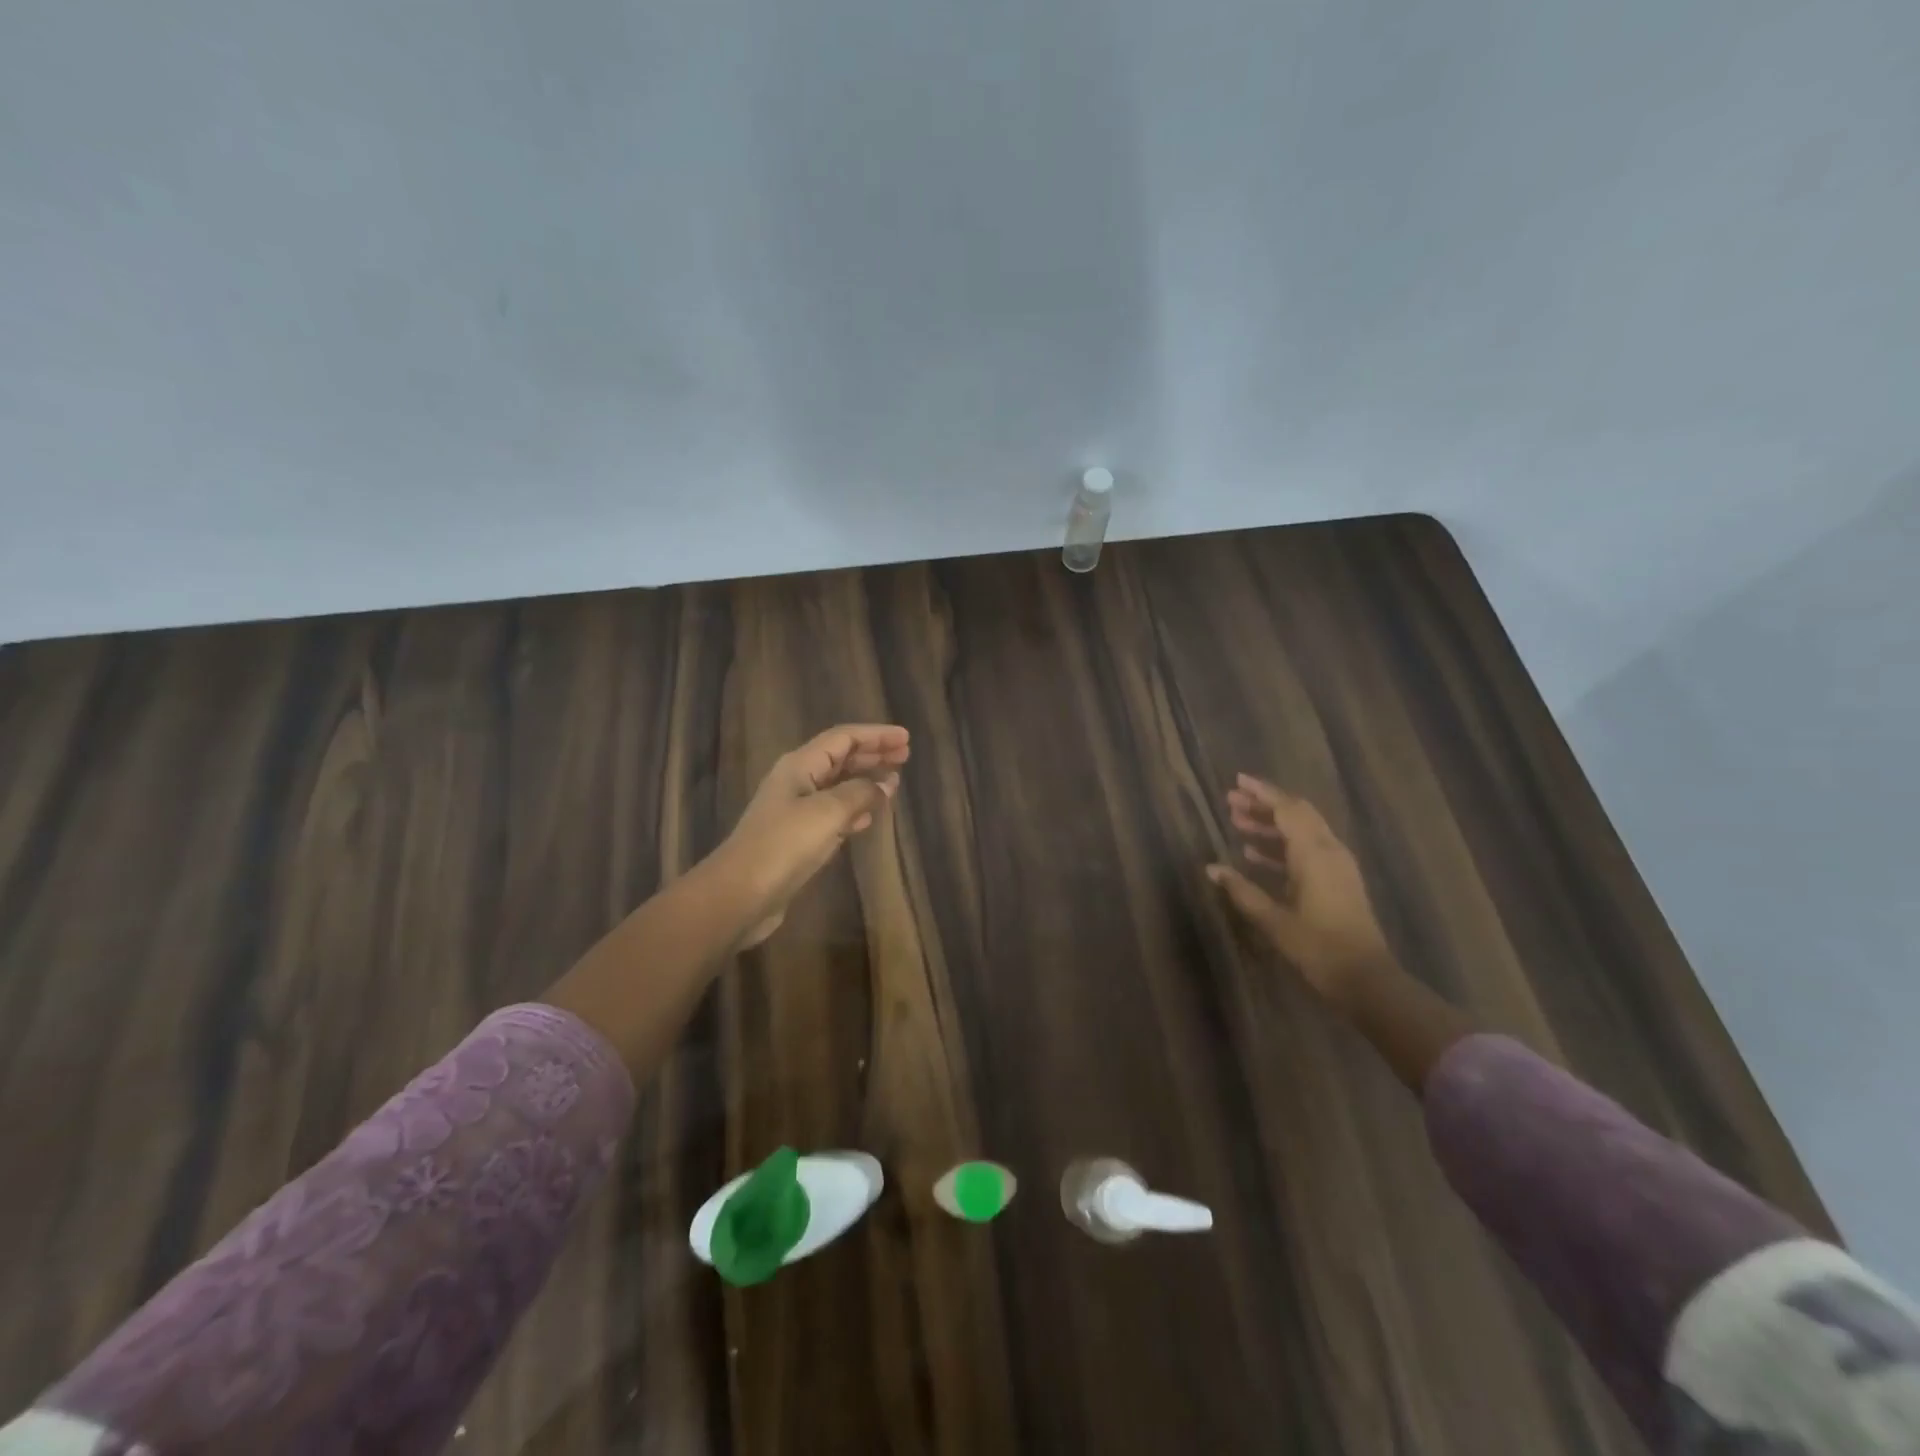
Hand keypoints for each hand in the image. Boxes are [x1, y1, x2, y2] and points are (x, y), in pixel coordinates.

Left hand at [715, 724, 909, 947]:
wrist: (740, 895)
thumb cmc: (783, 845)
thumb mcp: (827, 813)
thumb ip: (860, 793)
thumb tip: (886, 783)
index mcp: (800, 765)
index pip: (843, 738)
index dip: (875, 735)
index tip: (906, 738)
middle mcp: (796, 781)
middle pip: (839, 758)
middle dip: (872, 754)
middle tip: (905, 756)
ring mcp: (795, 811)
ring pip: (837, 786)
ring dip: (865, 781)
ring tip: (894, 782)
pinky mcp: (797, 838)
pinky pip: (832, 813)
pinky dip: (854, 809)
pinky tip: (869, 817)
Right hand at [1208, 775, 1392, 1009]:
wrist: (1366, 979)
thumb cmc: (1318, 947)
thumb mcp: (1274, 920)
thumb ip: (1242, 890)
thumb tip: (1211, 869)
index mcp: (1314, 854)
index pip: (1287, 809)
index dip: (1262, 793)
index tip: (1237, 782)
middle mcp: (1329, 851)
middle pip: (1296, 814)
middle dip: (1264, 805)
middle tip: (1232, 801)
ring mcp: (1337, 866)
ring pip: (1301, 831)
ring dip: (1271, 825)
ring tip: (1237, 823)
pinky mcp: (1338, 881)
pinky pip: (1307, 850)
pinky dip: (1282, 846)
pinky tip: (1254, 854)